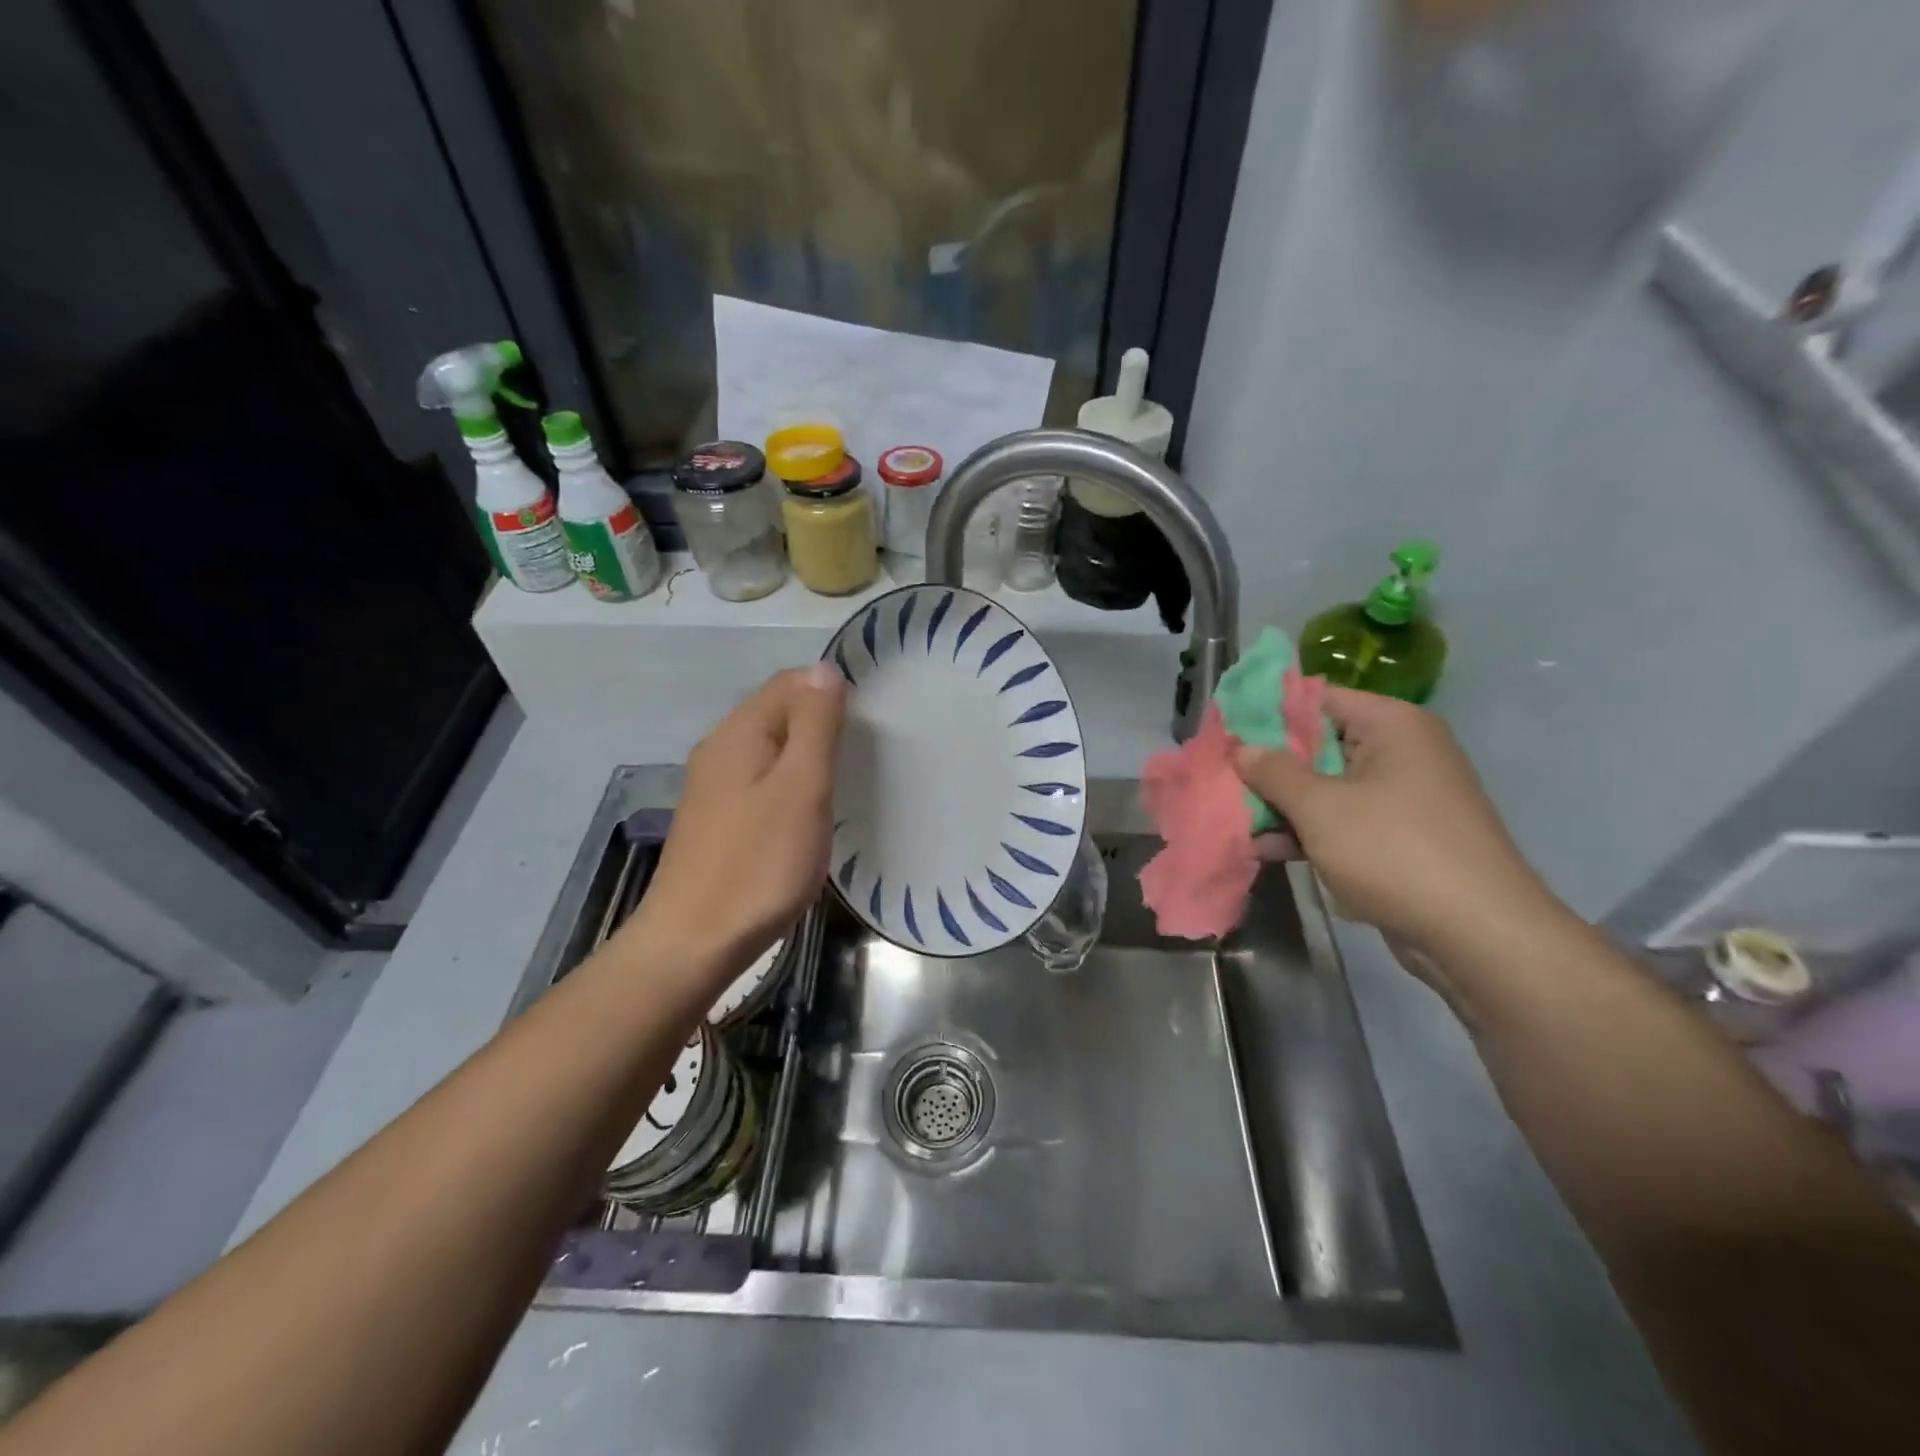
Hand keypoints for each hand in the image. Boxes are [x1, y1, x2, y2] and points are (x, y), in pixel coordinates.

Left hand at [629, 664, 845, 983]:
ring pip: (769, 749)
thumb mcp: (801, 787)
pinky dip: (788, 784)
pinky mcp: (716, 820)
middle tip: (862, 754)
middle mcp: (719, 749)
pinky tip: (806, 813)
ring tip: (842, 781)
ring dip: (805, 755)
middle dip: (820, 721)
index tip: (868, 723)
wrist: (694, 942)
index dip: (830, 690)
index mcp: (738, 732)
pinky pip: (760, 781)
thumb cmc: (758, 863)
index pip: (789, 682)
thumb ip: (815, 725)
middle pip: (776, 712)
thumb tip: (825, 669)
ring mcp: (712, 787)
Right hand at [1234, 686, 1564, 965]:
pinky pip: (1342, 821)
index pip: (1317, 699)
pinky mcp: (1398, 837)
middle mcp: (1400, 752)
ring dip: (1281, 804)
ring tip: (1231, 818)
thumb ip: (1273, 772)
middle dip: (1268, 766)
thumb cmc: (1394, 851)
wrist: (1478, 935)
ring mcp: (1401, 797)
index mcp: (1391, 726)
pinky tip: (1263, 848)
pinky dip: (1307, 831)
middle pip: (1317, 745)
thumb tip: (1241, 747)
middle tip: (1220, 776)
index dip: (1267, 713)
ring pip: (1326, 787)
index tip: (1225, 732)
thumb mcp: (1320, 807)